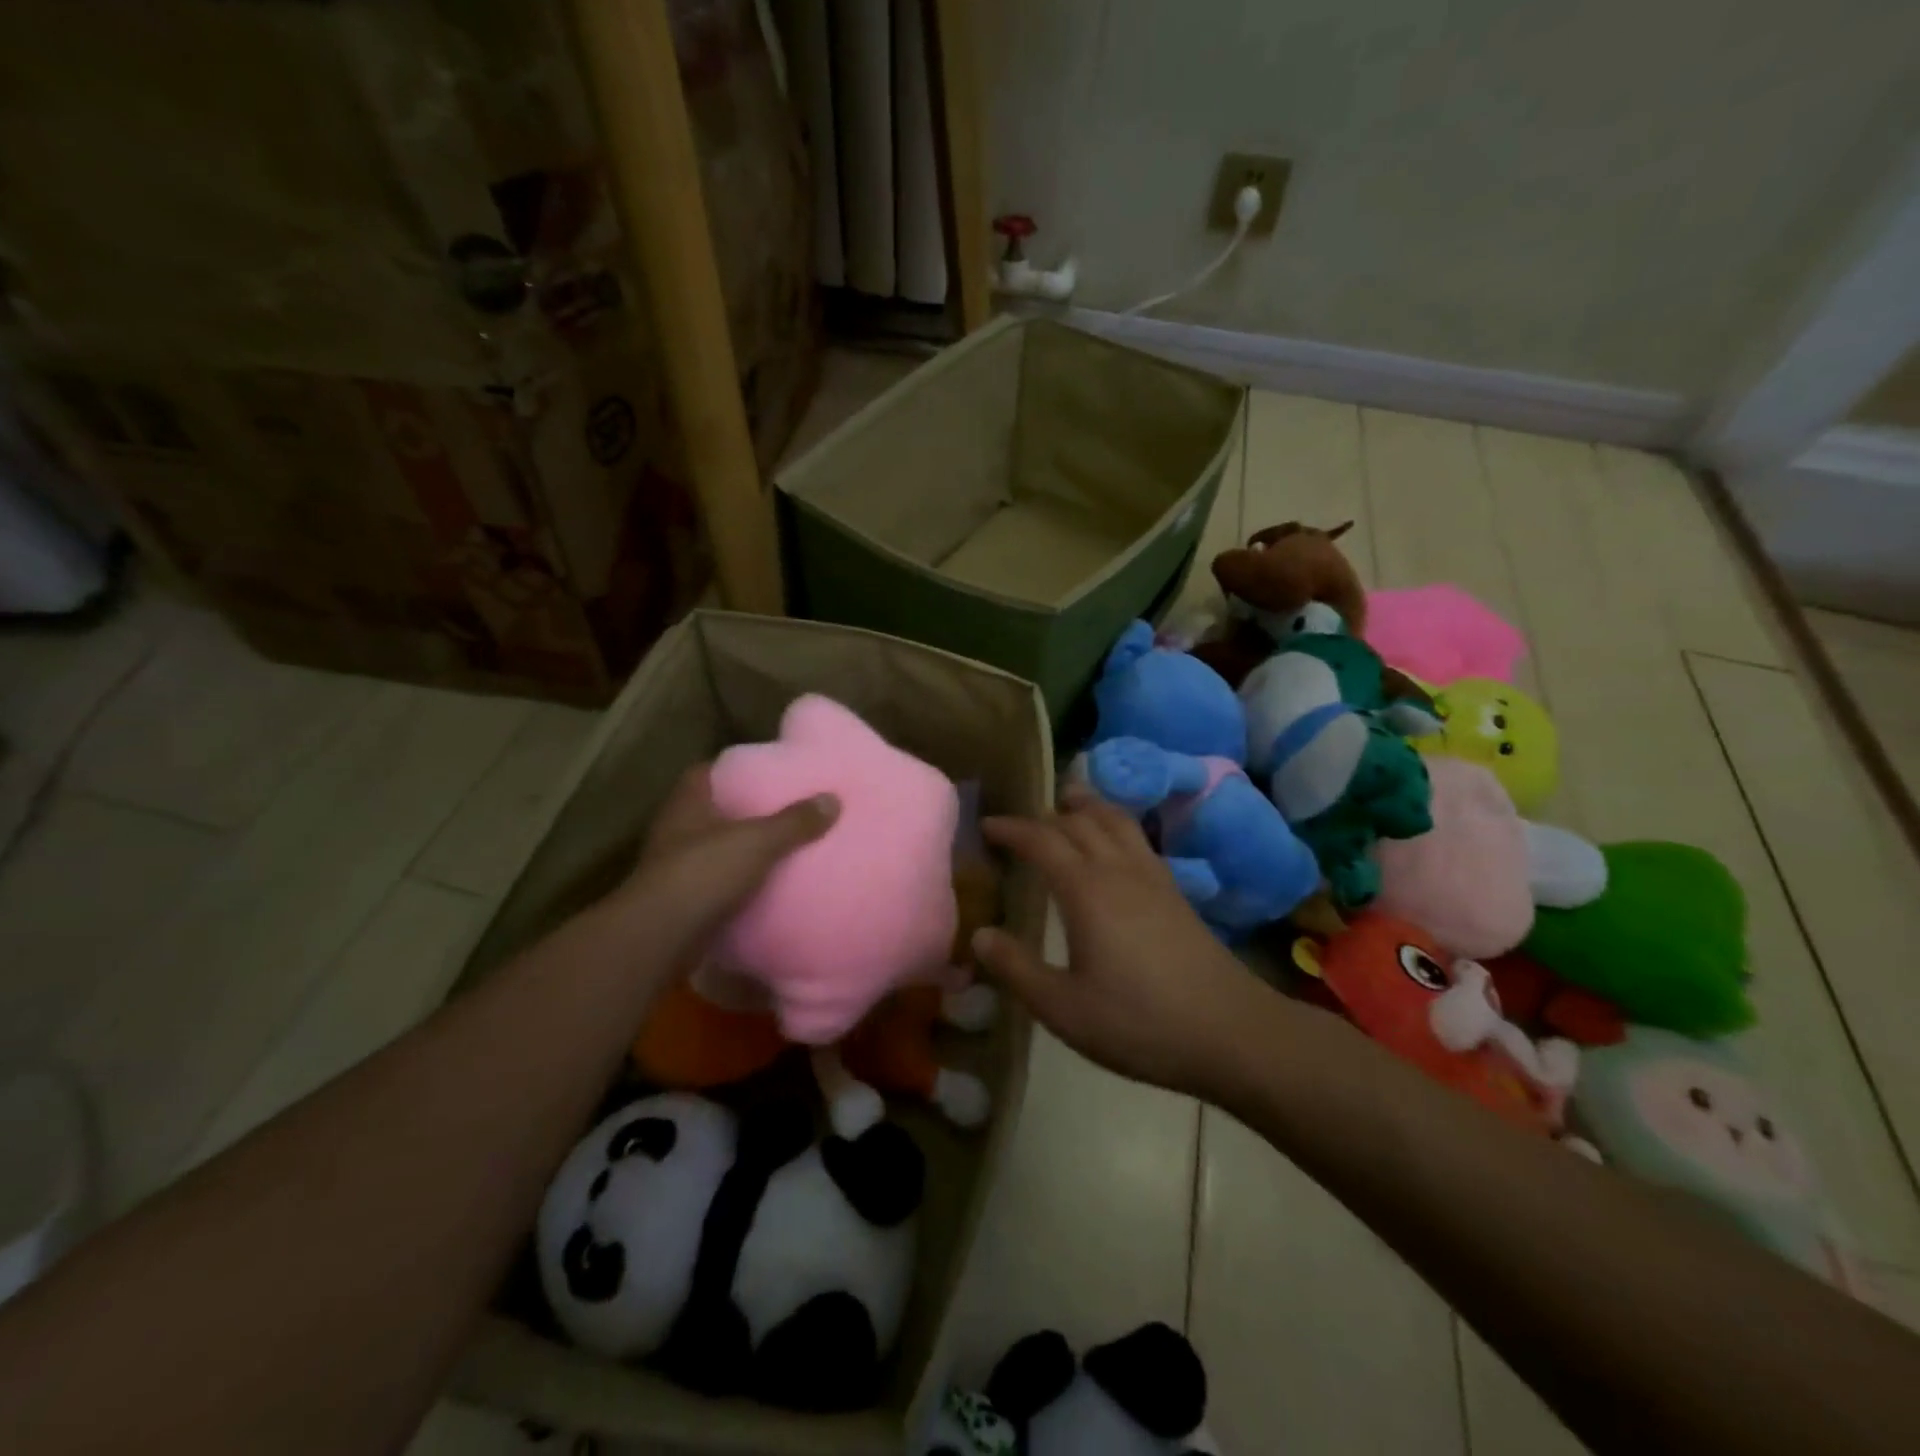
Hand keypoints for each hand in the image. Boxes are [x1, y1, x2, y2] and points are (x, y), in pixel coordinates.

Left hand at [614, 765, 837, 975]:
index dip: (730, 769)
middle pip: (709, 811)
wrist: (660, 937)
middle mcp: (675, 831)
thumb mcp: (758, 841)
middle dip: (740, 811)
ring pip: (711, 850)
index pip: (704, 773)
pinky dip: (734, 885)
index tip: (762, 771)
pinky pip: (713, 885)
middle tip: (779, 808)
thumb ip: (794, 822)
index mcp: (687, 805)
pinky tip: (761, 888)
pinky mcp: (679, 903)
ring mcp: (673, 868)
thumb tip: (833, 799)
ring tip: (777, 848)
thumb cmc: (703, 873)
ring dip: (736, 851)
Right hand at [971, 785, 1279, 1100]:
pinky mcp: (1176, 892)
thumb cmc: (1140, 1023)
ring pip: (1116, 820)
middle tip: (1019, 823)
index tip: (985, 825)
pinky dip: (1114, 825)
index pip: (1041, 840)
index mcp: (1086, 890)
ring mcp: (1153, 877)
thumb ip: (1017, 968)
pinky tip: (1114, 846)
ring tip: (1068, 804)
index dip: (1011, 828)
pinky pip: (1137, 838)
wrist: (1231, 1032)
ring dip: (1087, 806)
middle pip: (1080, 820)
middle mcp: (1119, 870)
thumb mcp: (1064, 1008)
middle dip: (1045, 814)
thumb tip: (979, 934)